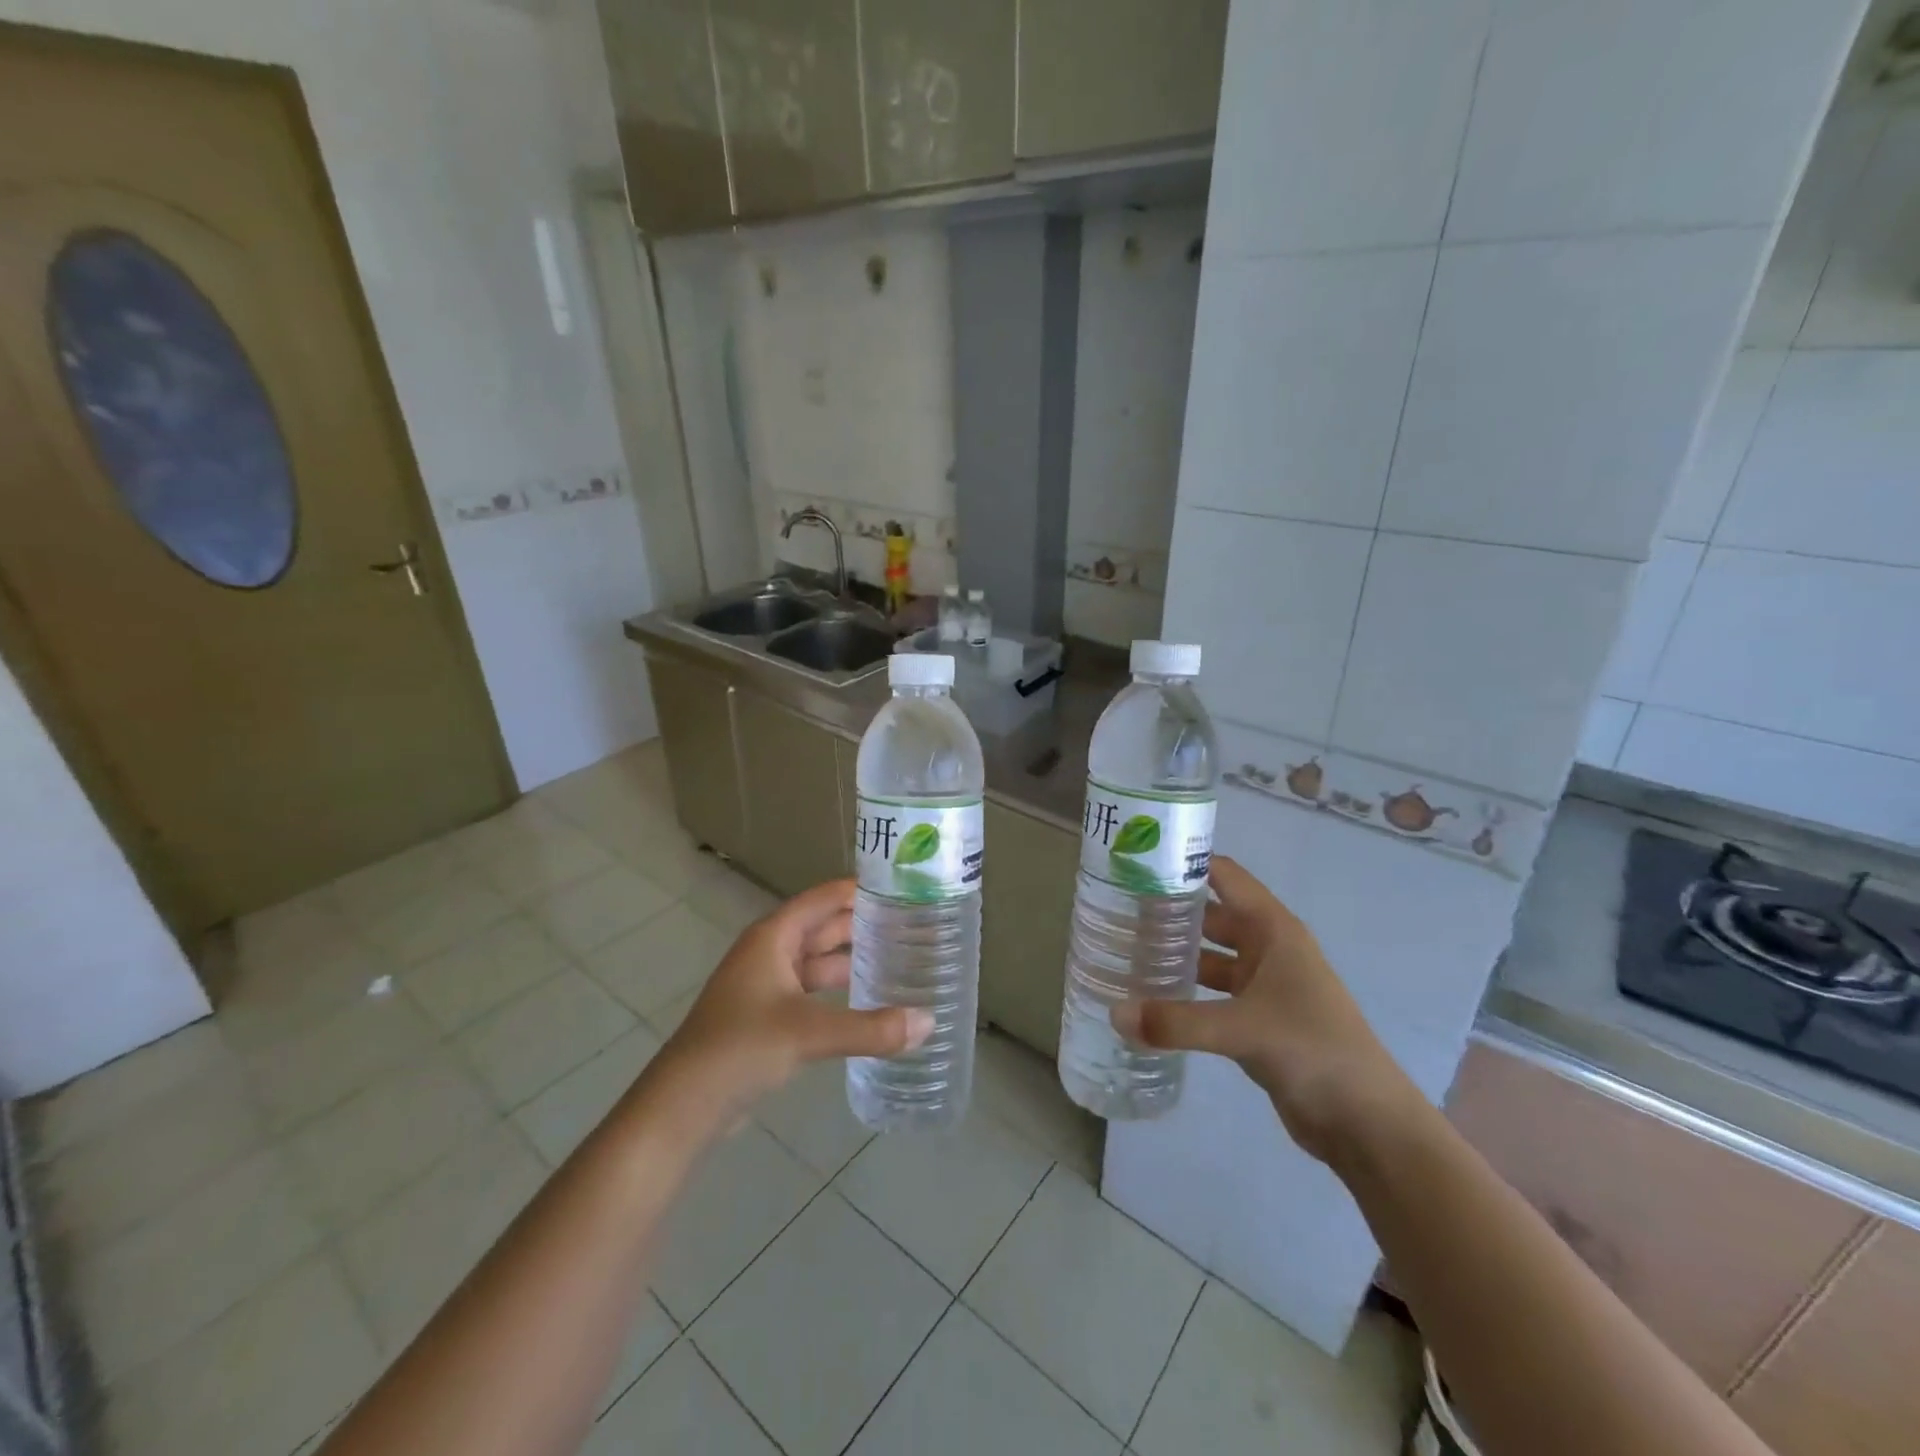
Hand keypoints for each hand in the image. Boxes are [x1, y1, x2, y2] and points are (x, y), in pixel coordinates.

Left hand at [654, 879, 932, 1120]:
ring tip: (902, 958)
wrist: (682, 1106)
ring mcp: (767, 986)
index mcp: (773, 937)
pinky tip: (870, 1001)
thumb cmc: (741, 1048)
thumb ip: (871, 1029)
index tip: (904, 888)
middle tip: (915, 925)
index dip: (860, 890)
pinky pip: (813, 992)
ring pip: (819, 962)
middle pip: (824, 928)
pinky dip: (840, 992)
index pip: (824, 898)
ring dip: (854, 960)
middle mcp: (770, 953)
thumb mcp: (809, 1033)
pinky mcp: (768, 1018)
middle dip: (864, 925)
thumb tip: (929, 1022)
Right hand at [1111, 855, 1418, 1162]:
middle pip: (1210, 914)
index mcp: (1273, 929)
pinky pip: (1212, 992)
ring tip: (1124, 950)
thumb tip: (1115, 1014)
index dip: (1185, 862)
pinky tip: (1149, 997)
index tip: (1135, 861)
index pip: (1223, 875)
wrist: (1366, 1122)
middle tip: (1114, 910)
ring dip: (1175, 953)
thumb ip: (1176, 1022)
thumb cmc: (1313, 1050)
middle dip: (1169, 911)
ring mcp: (1263, 984)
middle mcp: (1267, 948)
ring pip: (1209, 955)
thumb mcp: (1242, 1029)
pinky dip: (1184, 990)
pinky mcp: (1256, 1018)